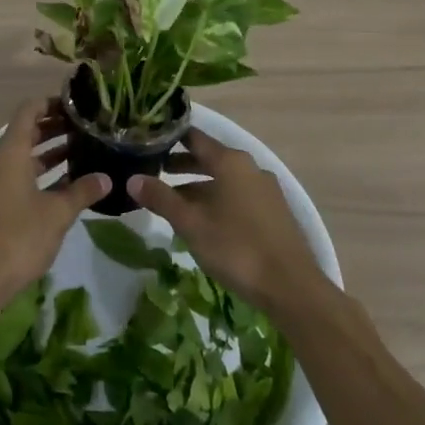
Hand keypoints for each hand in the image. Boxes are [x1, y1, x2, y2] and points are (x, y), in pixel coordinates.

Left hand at [0, 98, 107, 310]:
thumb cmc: (17, 238)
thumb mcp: (57, 214)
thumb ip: (82, 192)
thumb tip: (107, 178)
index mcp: (8, 153)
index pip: (28, 111)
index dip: (51, 103)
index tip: (77, 106)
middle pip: (25, 133)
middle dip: (54, 129)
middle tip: (86, 130)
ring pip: (21, 158)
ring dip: (48, 154)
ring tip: (81, 154)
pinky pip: (15, 178)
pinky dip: (37, 175)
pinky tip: (63, 188)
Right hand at [128, 129, 324, 314]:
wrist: (291, 287)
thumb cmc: (236, 247)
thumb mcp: (191, 223)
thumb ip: (161, 198)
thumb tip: (132, 179)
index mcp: (230, 161)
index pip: (194, 137)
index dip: (169, 138)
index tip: (147, 141)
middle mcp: (249, 167)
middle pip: (209, 158)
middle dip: (181, 166)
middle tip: (153, 173)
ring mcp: (265, 189)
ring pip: (224, 179)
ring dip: (198, 187)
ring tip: (173, 202)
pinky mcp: (274, 212)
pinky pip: (238, 196)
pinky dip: (217, 200)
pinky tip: (204, 222)